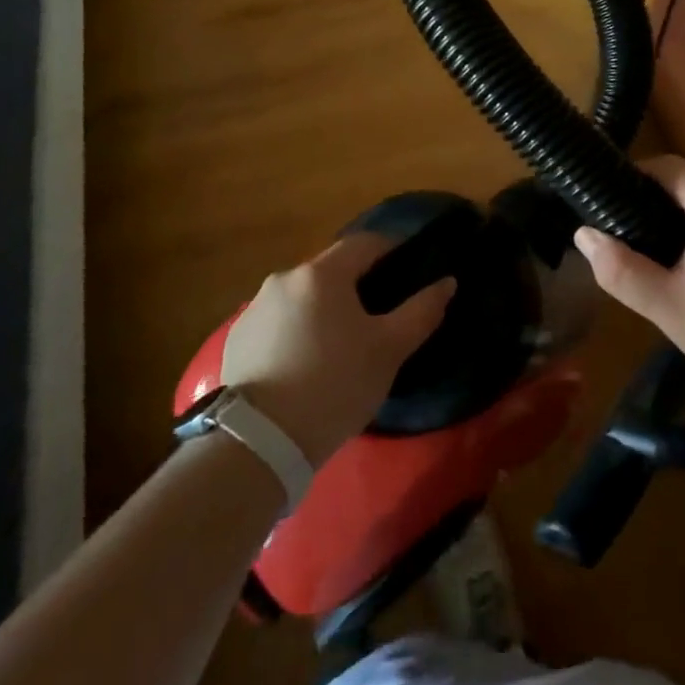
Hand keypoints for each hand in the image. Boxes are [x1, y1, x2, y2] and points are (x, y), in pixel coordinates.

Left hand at [221, 234, 453, 466]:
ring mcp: (255, 307)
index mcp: (322, 273)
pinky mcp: (237, 338)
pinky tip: (305, 362)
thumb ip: (422, 310)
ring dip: (324, 307)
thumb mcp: (389, 350)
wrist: (259, 442)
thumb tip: (447, 282)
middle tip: (378, 314)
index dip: (391, 250)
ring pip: (303, 295)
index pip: (365, 243)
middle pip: (331, 268)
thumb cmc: (334, 385)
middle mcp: (284, 278)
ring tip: (340, 343)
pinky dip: (296, 330)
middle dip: (357, 283)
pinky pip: (278, 321)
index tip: (408, 268)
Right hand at [573, 156, 684, 394]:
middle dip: (645, 202)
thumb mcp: (669, 307)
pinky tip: (678, 271)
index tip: (601, 200)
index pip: (669, 167)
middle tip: (614, 233)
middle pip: (683, 185)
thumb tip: (584, 234)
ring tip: (638, 253)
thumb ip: (622, 271)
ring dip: (668, 222)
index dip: (632, 174)